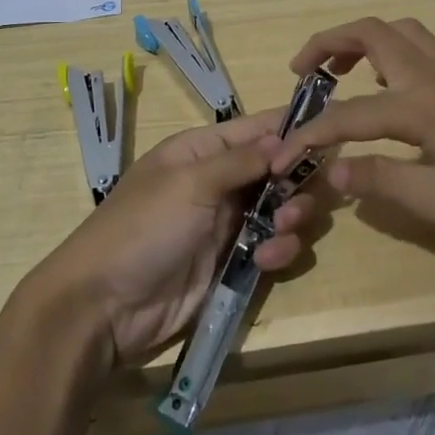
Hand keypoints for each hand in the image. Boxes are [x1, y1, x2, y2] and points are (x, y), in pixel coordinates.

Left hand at [25, 111, 320, 368]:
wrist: (104, 306)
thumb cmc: (144, 228)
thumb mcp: (190, 183)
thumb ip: (241, 161)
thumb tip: (285, 138)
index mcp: (201, 151)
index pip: (255, 128)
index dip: (291, 129)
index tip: (330, 133)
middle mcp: (218, 182)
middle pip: (276, 170)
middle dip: (296, 181)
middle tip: (299, 196)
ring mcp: (226, 224)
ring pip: (281, 209)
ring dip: (291, 217)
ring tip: (281, 230)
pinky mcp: (232, 263)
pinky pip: (271, 247)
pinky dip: (278, 251)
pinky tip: (267, 261)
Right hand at [268, 17, 434, 251]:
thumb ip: (389, 182)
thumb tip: (335, 170)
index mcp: (423, 106)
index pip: (349, 114)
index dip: (310, 134)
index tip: (281, 153)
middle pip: (371, 32)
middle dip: (327, 43)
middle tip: (301, 73)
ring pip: (400, 31)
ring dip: (361, 40)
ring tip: (341, 72)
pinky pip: (421, 46)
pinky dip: (390, 51)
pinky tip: (393, 90)